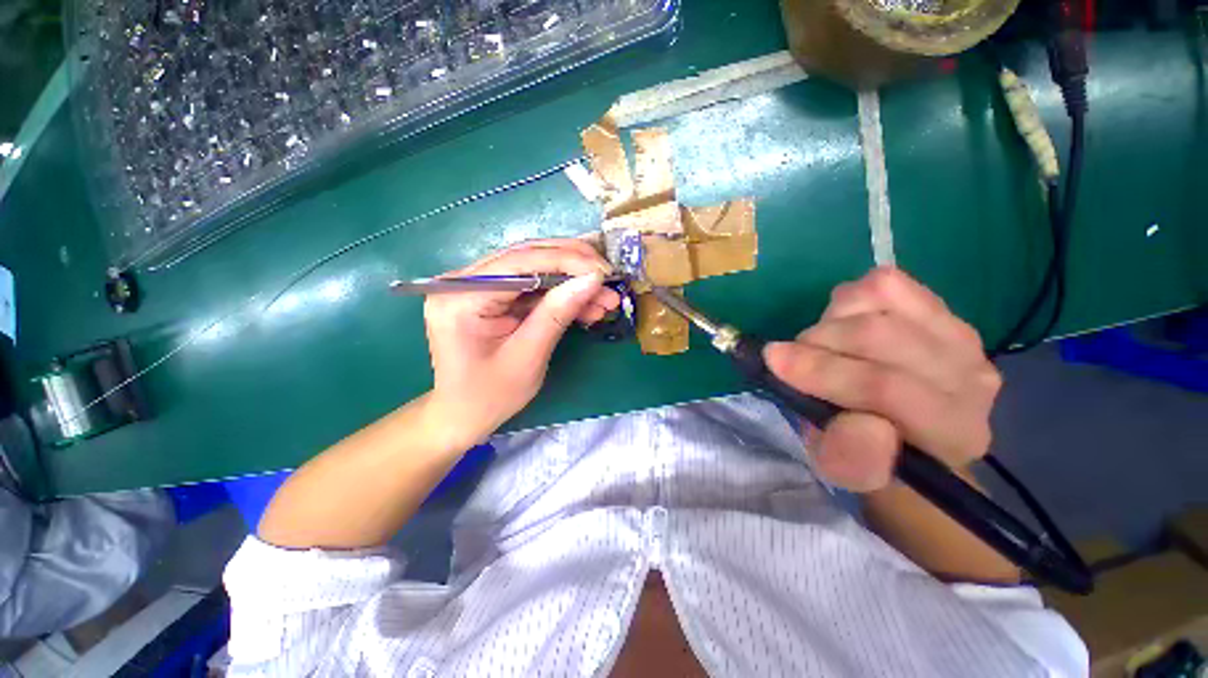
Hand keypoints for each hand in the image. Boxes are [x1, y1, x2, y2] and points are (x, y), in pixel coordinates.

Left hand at [424, 239, 620, 444]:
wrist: (463, 415)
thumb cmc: (489, 396)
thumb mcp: (528, 357)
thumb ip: (557, 313)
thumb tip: (592, 279)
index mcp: (461, 297)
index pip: (520, 262)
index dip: (567, 261)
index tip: (604, 272)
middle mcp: (463, 281)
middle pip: (527, 257)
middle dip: (574, 265)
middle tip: (609, 277)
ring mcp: (476, 286)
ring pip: (534, 269)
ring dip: (572, 282)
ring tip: (606, 299)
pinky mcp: (490, 296)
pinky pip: (532, 287)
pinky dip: (561, 295)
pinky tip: (586, 306)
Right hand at [764, 268, 1001, 492]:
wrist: (903, 431)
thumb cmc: (867, 452)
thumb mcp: (847, 472)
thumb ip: (853, 460)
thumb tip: (858, 421)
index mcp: (952, 432)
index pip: (887, 387)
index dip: (823, 370)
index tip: (774, 361)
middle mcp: (970, 378)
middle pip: (879, 335)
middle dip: (818, 343)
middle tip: (793, 360)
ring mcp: (959, 334)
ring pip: (879, 300)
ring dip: (831, 321)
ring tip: (823, 346)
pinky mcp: (941, 307)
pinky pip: (885, 282)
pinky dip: (850, 299)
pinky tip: (846, 324)